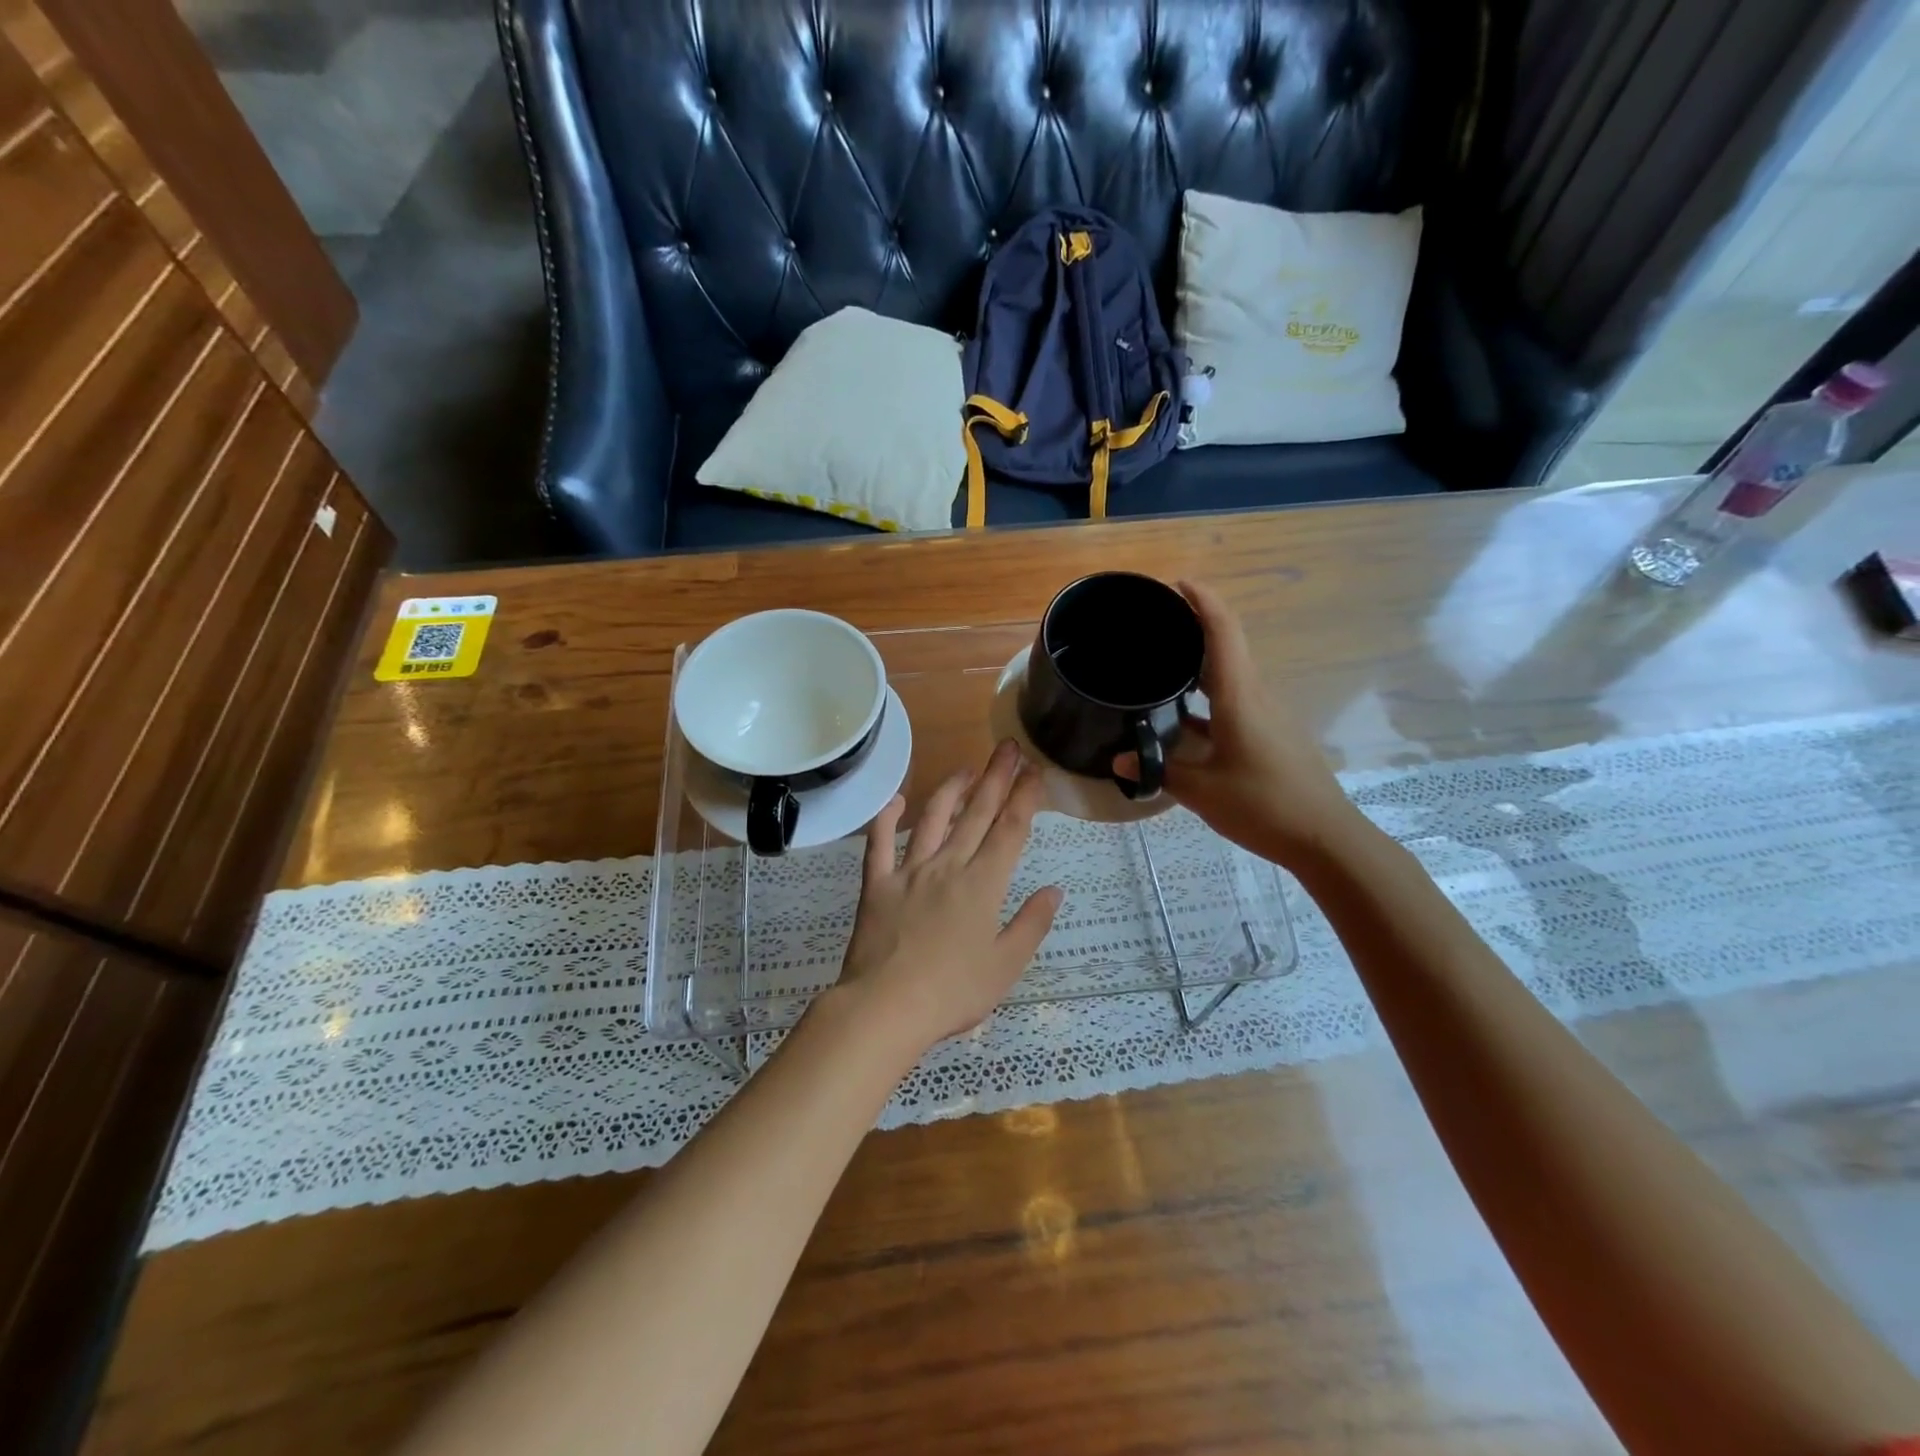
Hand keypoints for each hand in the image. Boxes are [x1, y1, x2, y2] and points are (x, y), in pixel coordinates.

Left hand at [832, 740, 1062, 1054]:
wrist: (885, 1007)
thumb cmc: (953, 993)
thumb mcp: (1006, 965)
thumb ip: (1032, 924)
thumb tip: (1054, 889)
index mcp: (982, 885)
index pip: (1010, 830)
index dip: (1025, 798)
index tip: (1035, 771)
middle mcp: (948, 866)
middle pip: (976, 814)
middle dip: (996, 778)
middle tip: (1008, 748)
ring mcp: (908, 872)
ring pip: (932, 819)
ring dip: (951, 789)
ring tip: (966, 768)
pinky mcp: (876, 884)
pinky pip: (878, 844)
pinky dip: (886, 819)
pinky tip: (896, 800)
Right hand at [1134, 580, 1361, 867]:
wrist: (1325, 838)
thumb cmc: (1263, 806)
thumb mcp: (1201, 791)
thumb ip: (1159, 771)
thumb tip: (1121, 762)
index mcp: (1240, 697)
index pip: (1223, 632)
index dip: (1202, 601)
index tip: (1177, 583)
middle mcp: (1256, 696)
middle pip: (1228, 646)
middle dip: (1195, 626)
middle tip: (1155, 625)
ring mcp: (1267, 715)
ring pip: (1232, 674)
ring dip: (1201, 662)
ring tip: (1163, 664)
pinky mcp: (1271, 734)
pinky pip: (1235, 700)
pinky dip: (1209, 695)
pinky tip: (1183, 716)